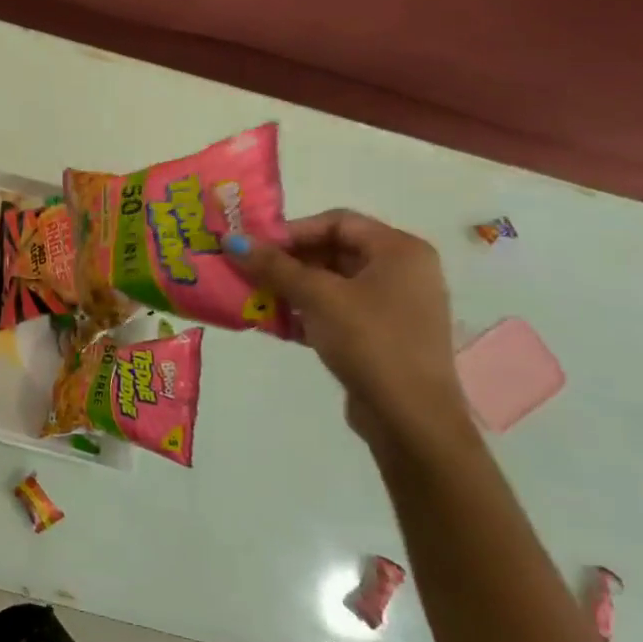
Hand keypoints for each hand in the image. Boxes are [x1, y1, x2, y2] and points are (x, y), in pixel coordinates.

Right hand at [229, 210, 475, 460]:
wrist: (411, 420)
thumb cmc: (370, 342)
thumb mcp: (317, 297)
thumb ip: (274, 266)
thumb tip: (230, 239)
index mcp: (399, 250)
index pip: (337, 221)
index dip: (293, 230)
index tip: (256, 247)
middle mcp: (402, 271)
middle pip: (333, 251)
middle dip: (288, 262)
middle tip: (249, 271)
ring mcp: (394, 306)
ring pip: (332, 284)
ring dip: (292, 289)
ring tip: (255, 298)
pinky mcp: (382, 337)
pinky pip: (338, 311)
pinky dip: (307, 313)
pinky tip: (275, 325)